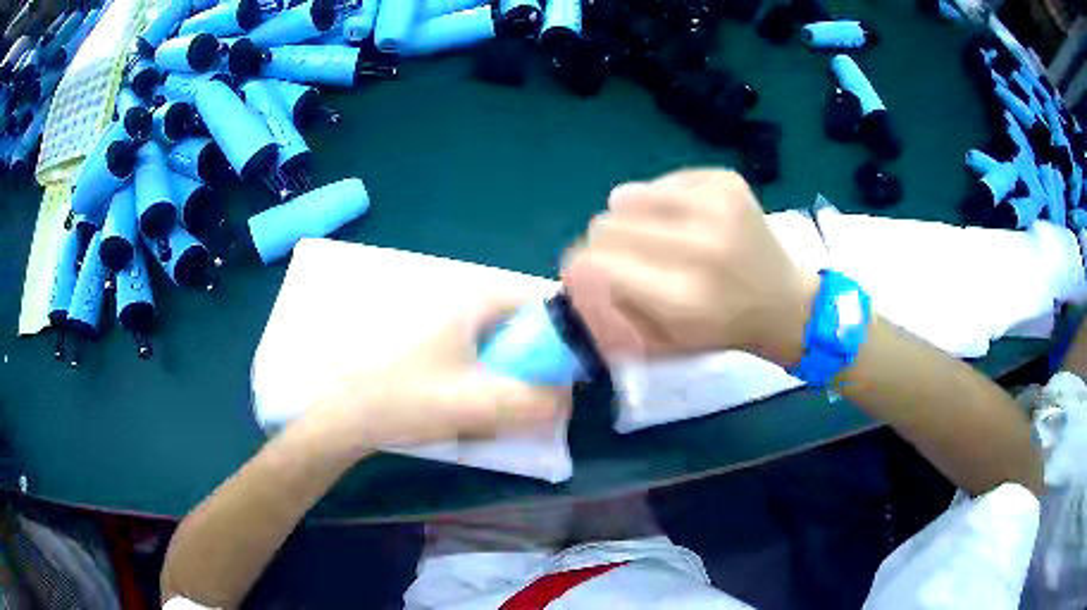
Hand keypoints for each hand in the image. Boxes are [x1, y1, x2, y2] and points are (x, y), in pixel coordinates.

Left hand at [316, 296, 571, 447]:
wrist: (345, 416)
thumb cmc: (406, 400)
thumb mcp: (478, 404)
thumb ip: (535, 402)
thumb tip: (565, 399)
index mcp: (474, 298)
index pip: (543, 303)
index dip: (564, 339)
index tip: (567, 377)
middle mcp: (462, 300)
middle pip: (522, 328)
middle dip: (534, 367)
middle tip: (532, 403)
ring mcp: (445, 323)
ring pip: (500, 349)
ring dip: (509, 380)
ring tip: (499, 413)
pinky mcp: (432, 346)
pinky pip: (478, 361)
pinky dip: (486, 383)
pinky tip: (472, 410)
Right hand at [562, 169, 817, 366]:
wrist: (786, 302)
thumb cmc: (723, 331)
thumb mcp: (664, 346)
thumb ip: (612, 316)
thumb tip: (574, 280)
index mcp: (683, 297)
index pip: (597, 263)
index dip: (577, 267)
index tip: (581, 274)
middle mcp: (700, 244)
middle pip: (606, 225)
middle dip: (602, 246)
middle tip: (620, 260)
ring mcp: (715, 204)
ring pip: (626, 196)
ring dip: (628, 220)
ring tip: (653, 238)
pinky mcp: (724, 181)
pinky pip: (660, 183)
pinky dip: (658, 202)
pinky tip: (682, 221)